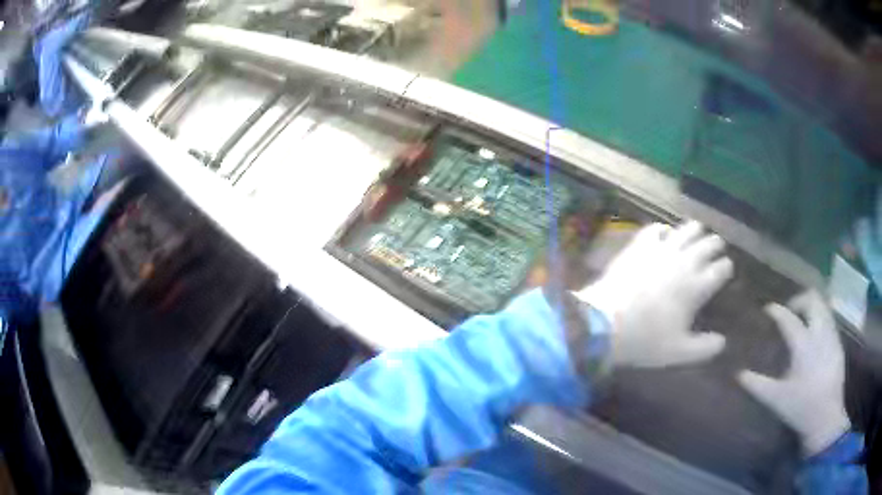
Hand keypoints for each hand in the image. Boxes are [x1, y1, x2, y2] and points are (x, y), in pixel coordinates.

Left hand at [573, 221, 732, 367]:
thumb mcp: (678, 352)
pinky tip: (665, 232)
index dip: (726, 268)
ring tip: (699, 231)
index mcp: (696, 287)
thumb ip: (704, 348)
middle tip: (717, 247)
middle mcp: (684, 263)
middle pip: (707, 245)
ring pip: (686, 231)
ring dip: (696, 230)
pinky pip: (656, 228)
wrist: (604, 323)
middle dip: (716, 245)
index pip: (720, 269)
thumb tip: (722, 342)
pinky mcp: (640, 246)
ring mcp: (661, 250)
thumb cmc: (645, 340)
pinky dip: (664, 228)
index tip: (727, 269)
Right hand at [738, 291, 849, 455]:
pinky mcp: (838, 344)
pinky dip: (821, 319)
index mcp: (803, 345)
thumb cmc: (800, 408)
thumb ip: (757, 385)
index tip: (768, 309)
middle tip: (790, 311)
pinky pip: (830, 320)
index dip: (777, 311)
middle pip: (813, 300)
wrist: (825, 418)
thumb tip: (738, 374)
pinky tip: (815, 336)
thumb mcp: (775, 399)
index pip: (789, 318)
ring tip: (803, 320)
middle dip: (800, 300)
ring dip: (812, 308)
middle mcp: (820, 333)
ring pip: (824, 306)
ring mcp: (832, 336)